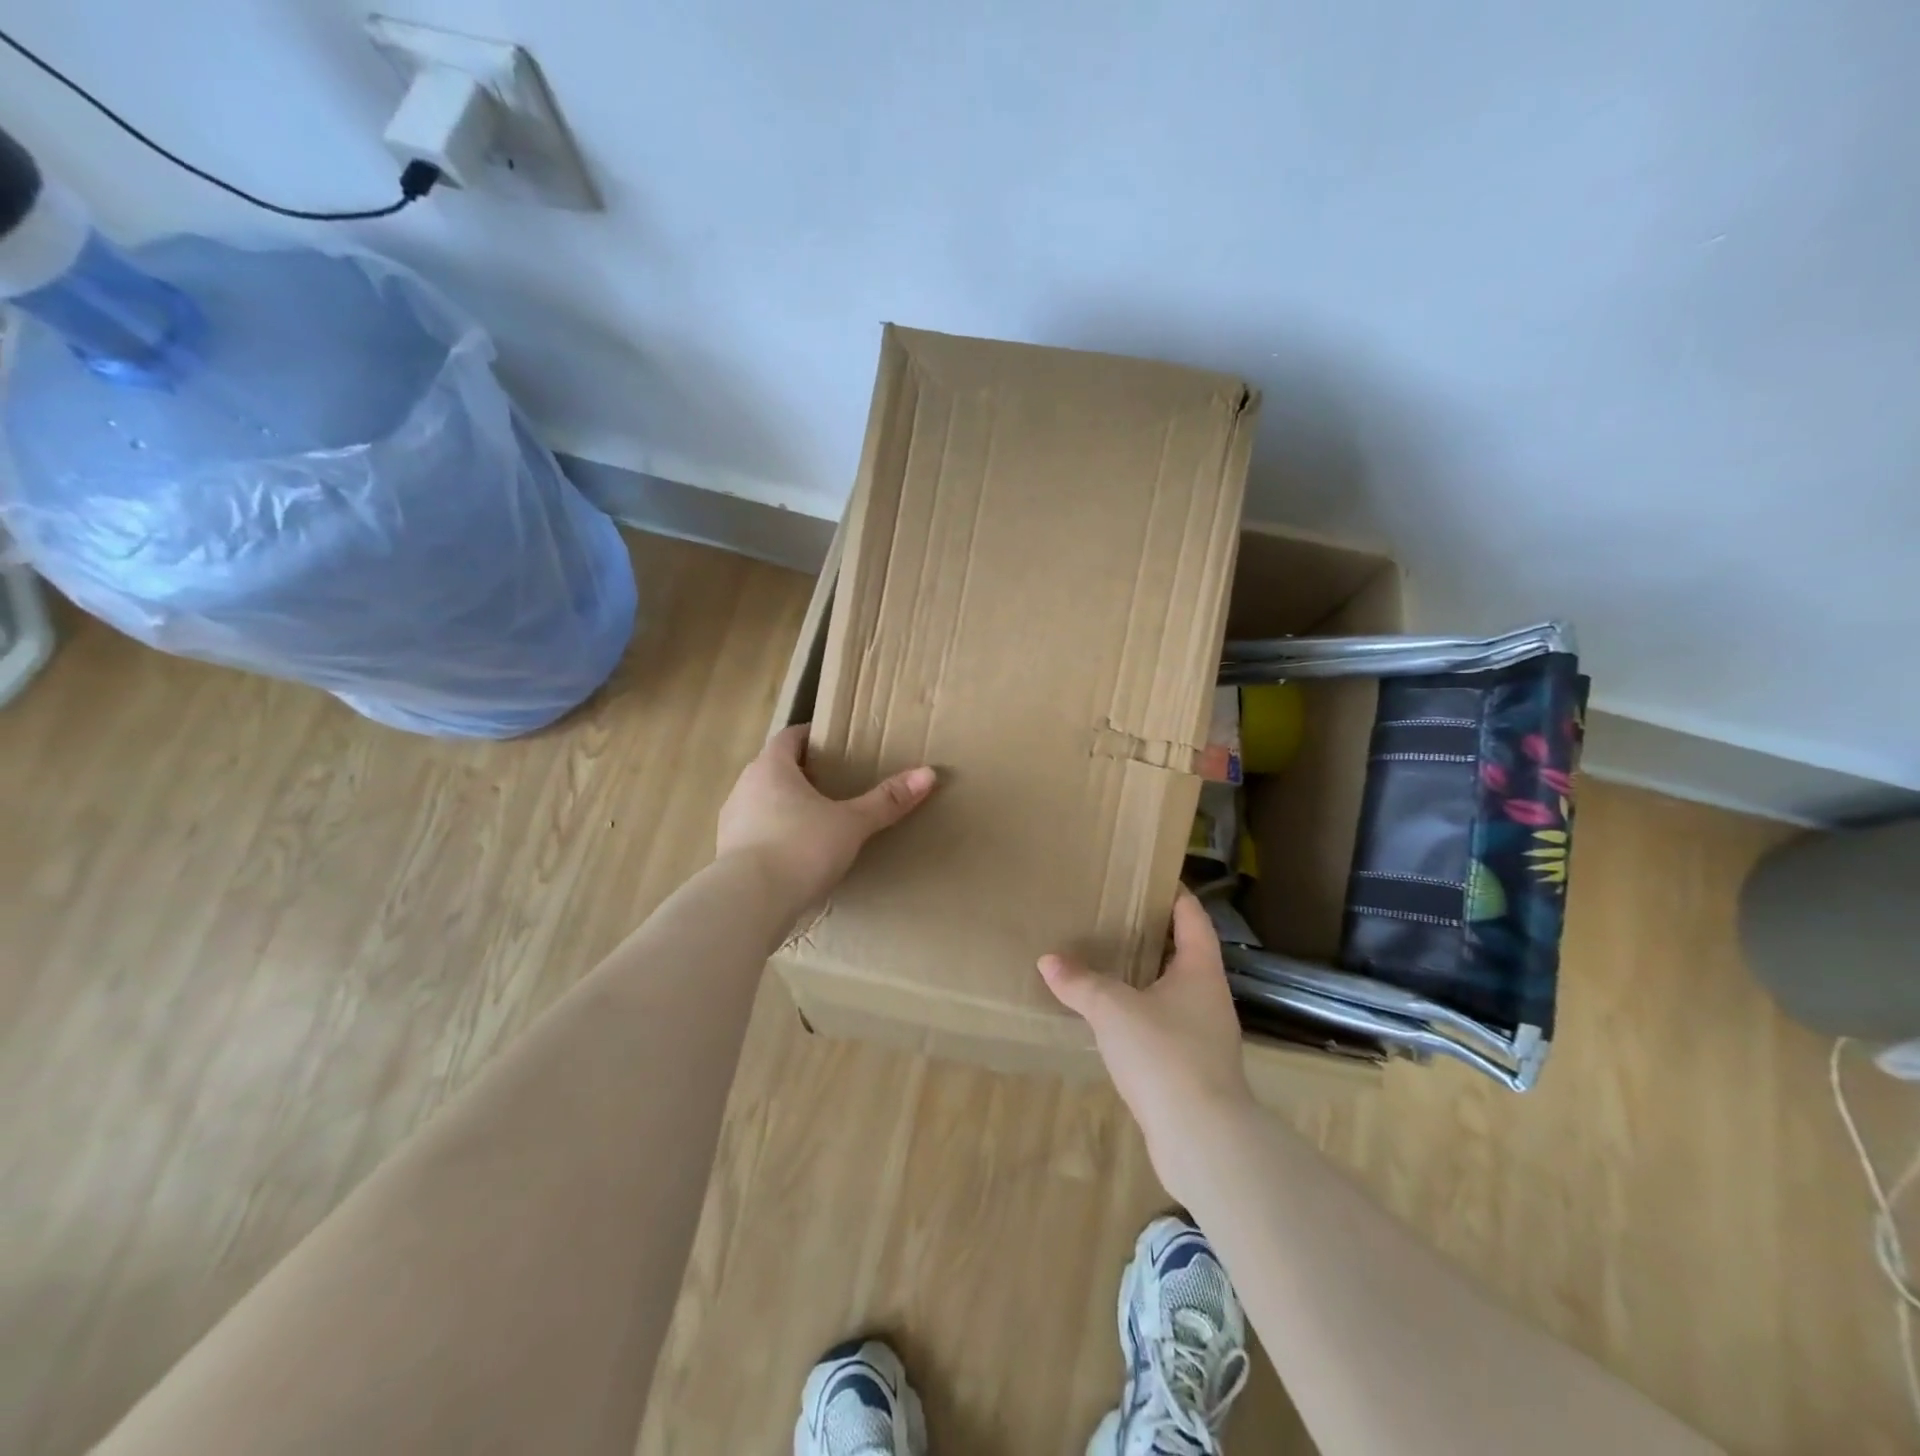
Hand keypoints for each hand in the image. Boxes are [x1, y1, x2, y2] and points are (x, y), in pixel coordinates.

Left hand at [716, 724, 935, 908]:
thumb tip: (929, 774)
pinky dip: (774, 836)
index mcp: (772, 767)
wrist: (749, 902)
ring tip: (817, 820)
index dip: (811, 736)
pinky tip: (796, 855)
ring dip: (785, 805)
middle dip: (801, 773)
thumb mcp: (852, 824)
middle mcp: (745, 786)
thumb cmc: (801, 848)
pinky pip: (755, 833)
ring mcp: (732, 821)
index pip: (789, 737)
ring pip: (762, 802)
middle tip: (834, 783)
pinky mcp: (728, 854)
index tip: (833, 742)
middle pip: (774, 768)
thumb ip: (887, 800)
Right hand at [1039, 888, 1257, 1201]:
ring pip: (1175, 991)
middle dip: (1154, 935)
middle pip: (1185, 952)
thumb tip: (1048, 961)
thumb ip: (1080, 982)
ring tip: (1109, 963)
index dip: (1176, 894)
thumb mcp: (1113, 1009)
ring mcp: (1206, 1035)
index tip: (1151, 877)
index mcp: (1200, 971)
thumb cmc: (1164, 1054)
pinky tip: (1115, 1020)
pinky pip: (1166, 1026)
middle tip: (1116, 917)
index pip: (1192, 917)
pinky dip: (1143, 1014)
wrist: (1203, 1138)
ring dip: (1147, 977)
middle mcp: (1209, 997)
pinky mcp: (1194, 1069)